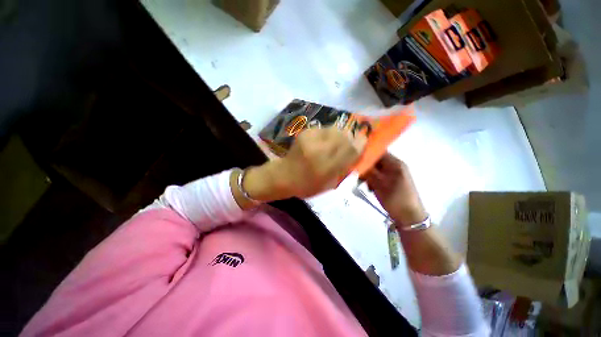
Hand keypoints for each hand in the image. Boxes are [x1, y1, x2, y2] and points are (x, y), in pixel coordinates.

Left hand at [277, 126, 366, 197]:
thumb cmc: (307, 185)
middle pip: (345, 136)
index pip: (351, 150)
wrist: (284, 176)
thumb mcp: (329, 184)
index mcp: (328, 168)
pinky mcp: (305, 133)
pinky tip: (321, 141)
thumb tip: (355, 152)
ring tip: (334, 142)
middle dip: (350, 137)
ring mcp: (312, 140)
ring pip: (335, 129)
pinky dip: (326, 134)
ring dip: (338, 135)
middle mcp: (321, 152)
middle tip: (349, 141)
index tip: (364, 139)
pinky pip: (323, 129)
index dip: (361, 143)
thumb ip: (343, 168)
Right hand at [363, 153, 426, 227]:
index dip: (367, 154)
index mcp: (395, 164)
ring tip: (364, 184)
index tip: (355, 160)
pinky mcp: (392, 182)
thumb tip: (358, 162)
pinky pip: (379, 177)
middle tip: (359, 175)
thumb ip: (369, 172)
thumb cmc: (395, 199)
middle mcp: (395, 166)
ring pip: (376, 170)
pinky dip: (373, 181)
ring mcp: (394, 175)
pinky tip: (370, 188)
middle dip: (366, 167)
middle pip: (377, 161)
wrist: (410, 217)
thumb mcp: (380, 185)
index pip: (379, 152)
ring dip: (368, 175)